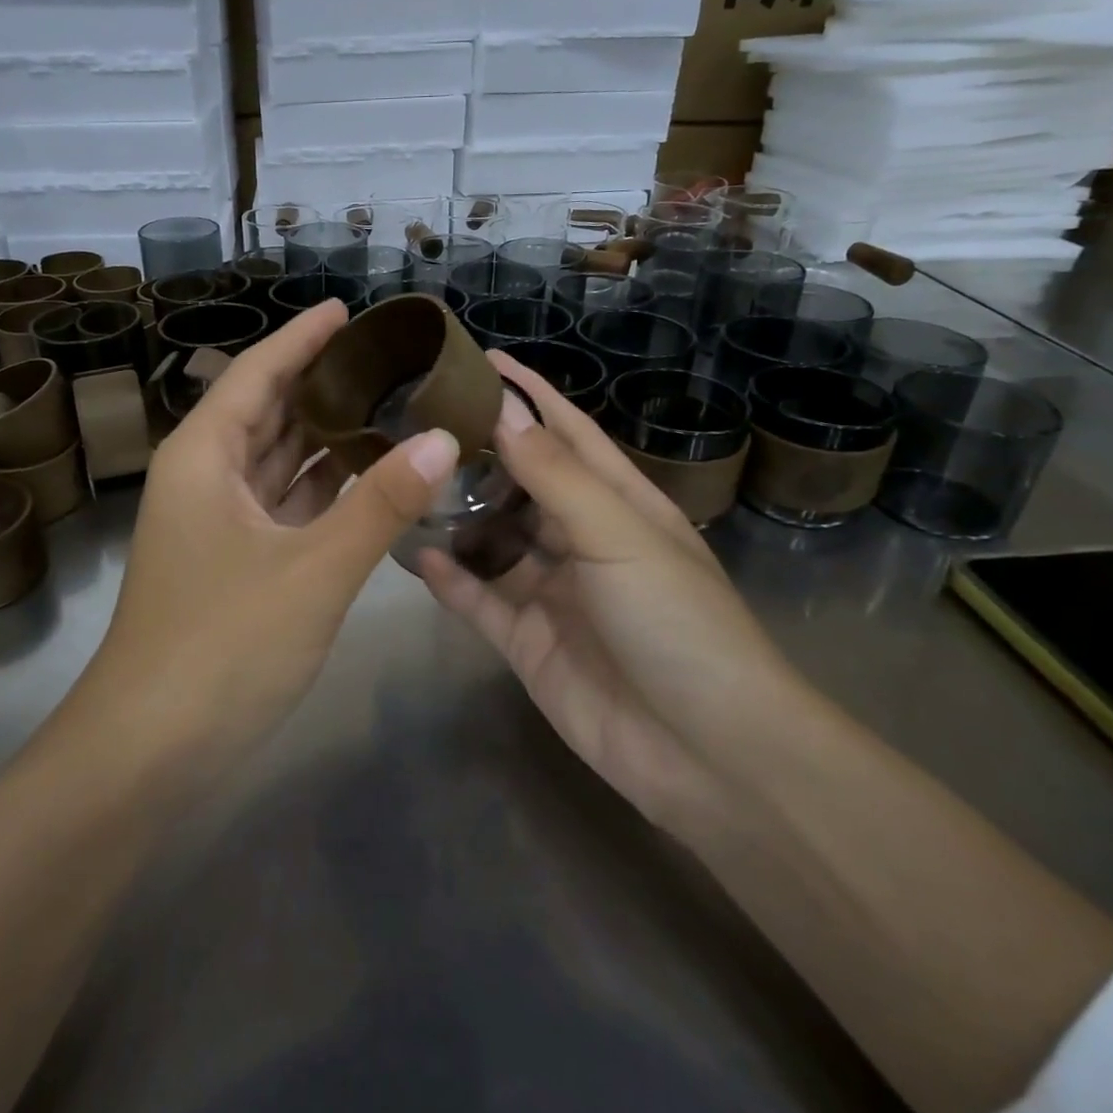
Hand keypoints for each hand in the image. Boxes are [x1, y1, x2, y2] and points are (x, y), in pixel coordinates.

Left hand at [76, 300, 459, 780]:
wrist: (149, 750)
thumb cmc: (222, 645)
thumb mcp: (313, 570)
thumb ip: (380, 503)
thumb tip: (444, 439)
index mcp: (205, 456)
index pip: (257, 373)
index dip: (301, 338)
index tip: (346, 309)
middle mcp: (205, 478)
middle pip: (266, 410)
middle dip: (320, 382)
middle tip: (385, 355)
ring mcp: (217, 523)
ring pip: (275, 459)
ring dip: (324, 435)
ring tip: (387, 402)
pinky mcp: (232, 562)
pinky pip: (282, 503)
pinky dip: (320, 486)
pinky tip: (365, 475)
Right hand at [419, 351, 794, 829]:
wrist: (708, 753)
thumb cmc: (676, 621)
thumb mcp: (619, 533)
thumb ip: (555, 474)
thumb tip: (502, 409)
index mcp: (618, 502)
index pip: (566, 431)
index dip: (529, 394)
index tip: (480, 360)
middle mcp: (581, 538)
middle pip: (521, 482)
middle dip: (478, 451)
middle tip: (417, 420)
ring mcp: (552, 591)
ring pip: (493, 539)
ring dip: (456, 514)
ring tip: (404, 480)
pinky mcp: (526, 641)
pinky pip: (478, 600)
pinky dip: (450, 578)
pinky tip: (414, 554)